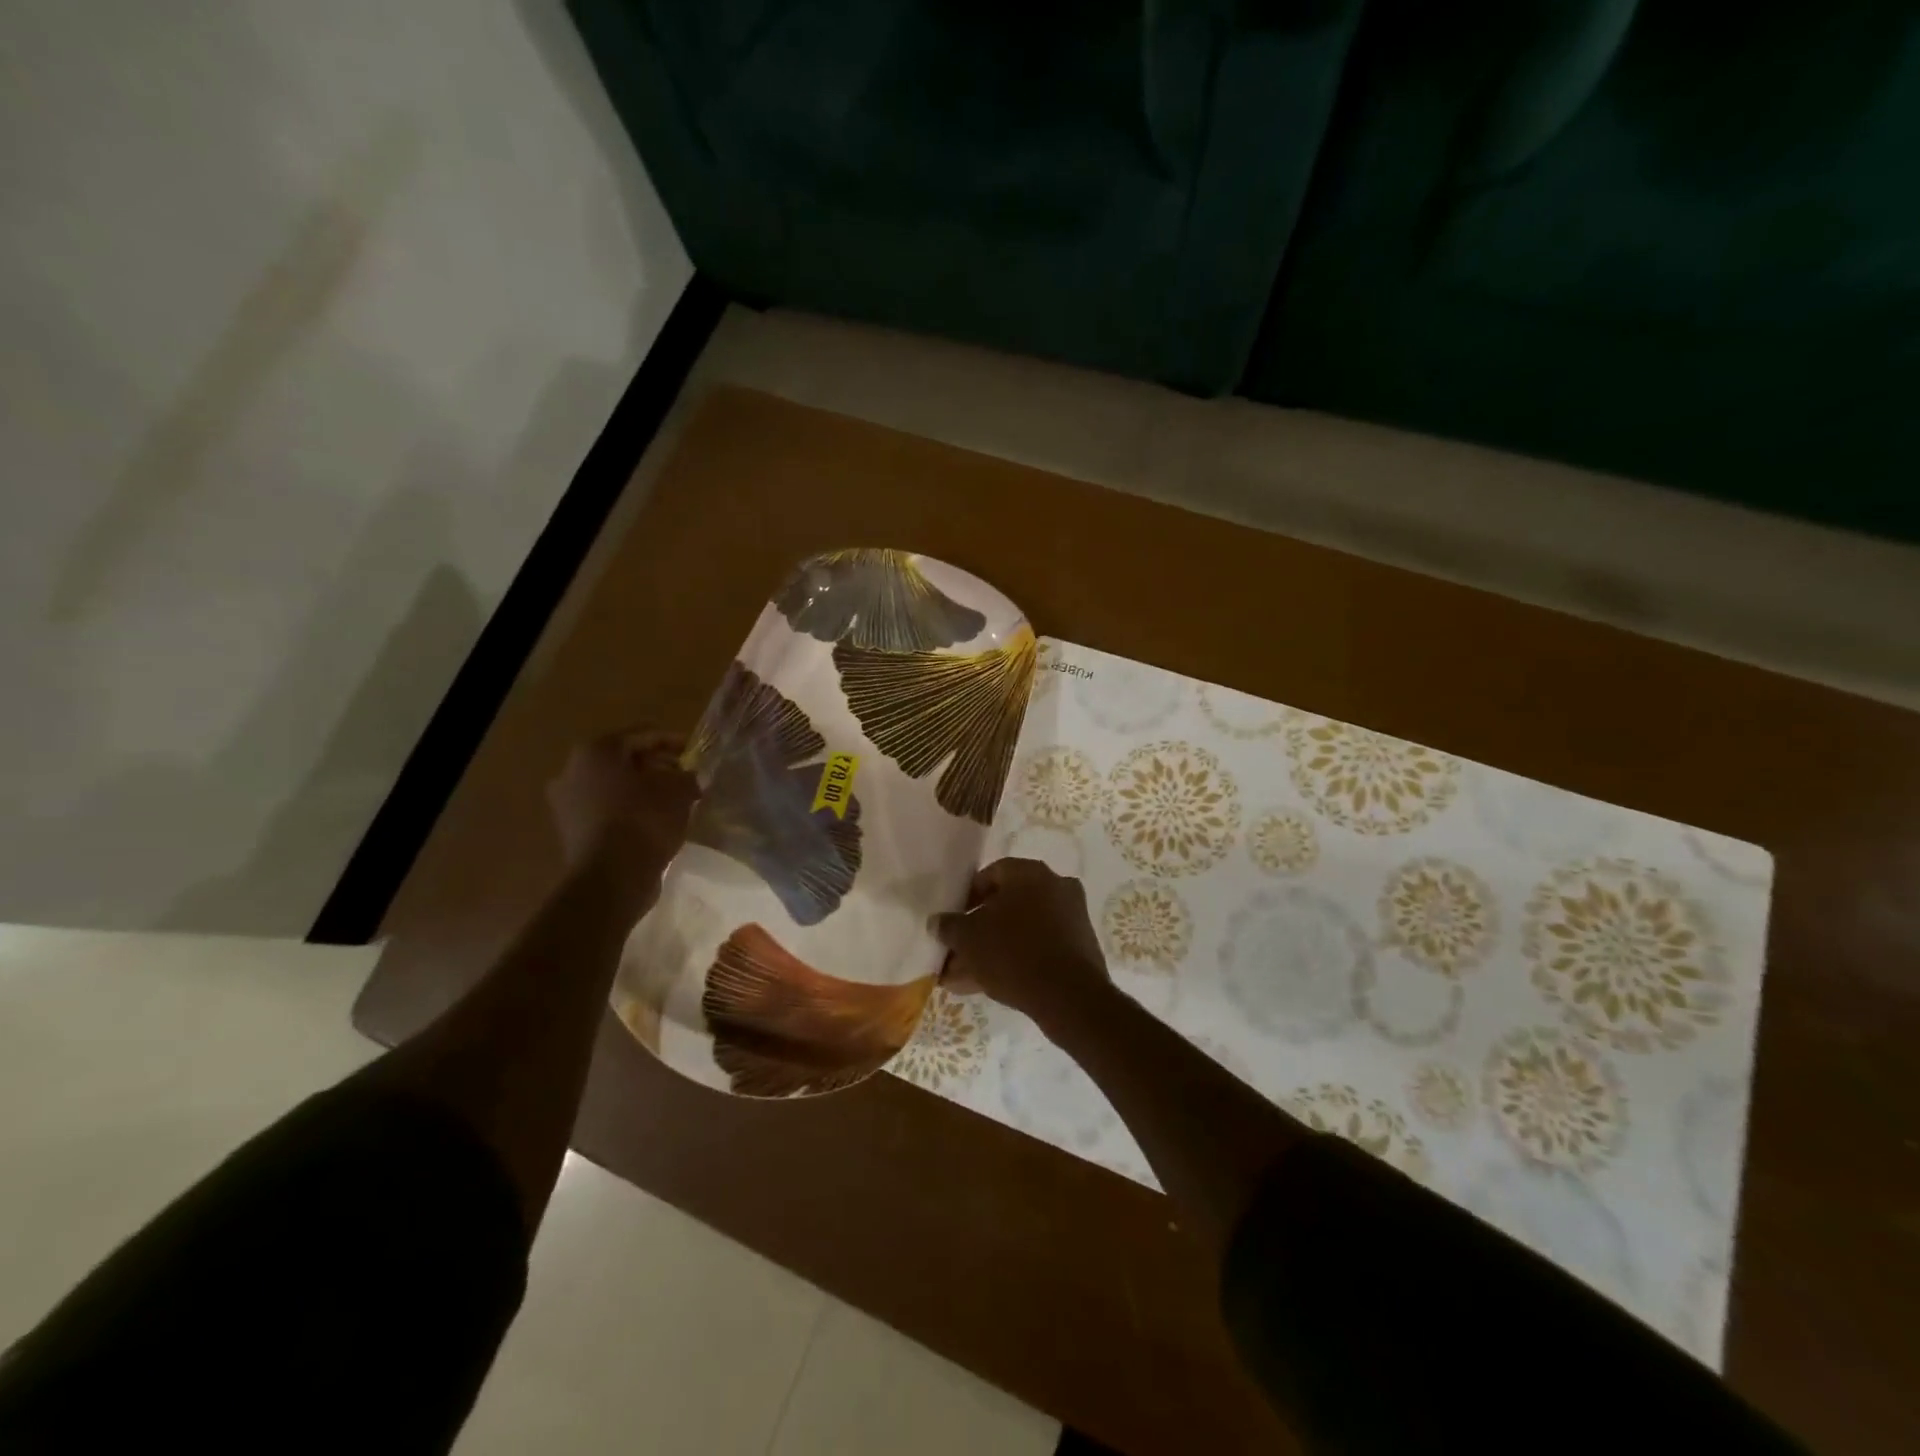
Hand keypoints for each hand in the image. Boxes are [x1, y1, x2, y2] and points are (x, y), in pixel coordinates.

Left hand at [546, 730, 698, 888]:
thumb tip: (688, 776)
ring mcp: (567, 802)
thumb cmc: (645, 820)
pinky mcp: (571, 829)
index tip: (696, 751)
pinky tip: (653, 820)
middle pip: (624, 759)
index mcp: (596, 750)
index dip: (674, 740)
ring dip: (643, 788)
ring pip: (614, 785)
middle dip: (657, 765)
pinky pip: (607, 809)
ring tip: (673, 800)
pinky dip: (629, 808)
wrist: (611, 877)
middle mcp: (573, 770)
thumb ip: (687, 775)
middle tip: (685, 776)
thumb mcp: (680, 790)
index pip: (643, 734)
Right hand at [930, 859, 1112, 1032]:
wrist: (1070, 997)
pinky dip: (1015, 961)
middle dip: (979, 930)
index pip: (991, 874)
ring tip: (962, 978)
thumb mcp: (969, 938)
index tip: (954, 920)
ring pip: (1021, 931)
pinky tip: (987, 986)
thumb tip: (937, 922)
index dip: (968, 897)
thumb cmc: (1013, 953)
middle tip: (957, 953)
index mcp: (1030, 873)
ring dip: (993, 950)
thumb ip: (949, 926)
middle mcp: (1055, 886)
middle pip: (1007, 905)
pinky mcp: (1079, 947)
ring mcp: (1071, 918)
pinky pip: (1038, 948)